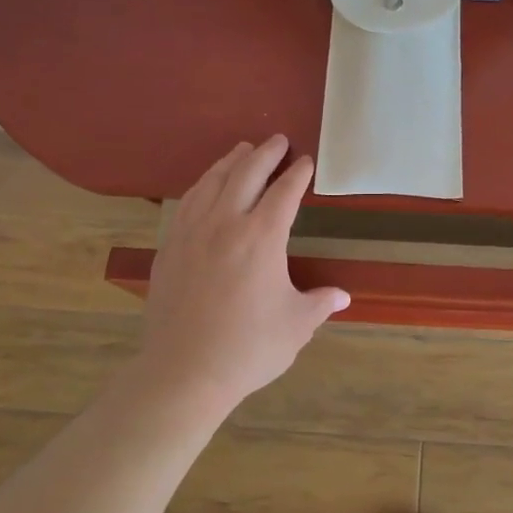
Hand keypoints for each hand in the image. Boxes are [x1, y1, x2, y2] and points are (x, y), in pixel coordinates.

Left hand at [140, 136, 348, 410]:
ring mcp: (192, 233)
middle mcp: (225, 223)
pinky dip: (202, 185)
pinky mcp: (170, 247)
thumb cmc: (248, 348)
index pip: (284, 193)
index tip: (306, 162)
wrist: (183, 372)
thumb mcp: (296, 326)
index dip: (297, 175)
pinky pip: (188, 202)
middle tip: (277, 140)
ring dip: (231, 162)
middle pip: (246, 174)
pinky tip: (206, 186)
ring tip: (242, 150)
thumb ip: (320, 303)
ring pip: (212, 182)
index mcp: (261, 238)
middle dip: (265, 154)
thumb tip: (342, 296)